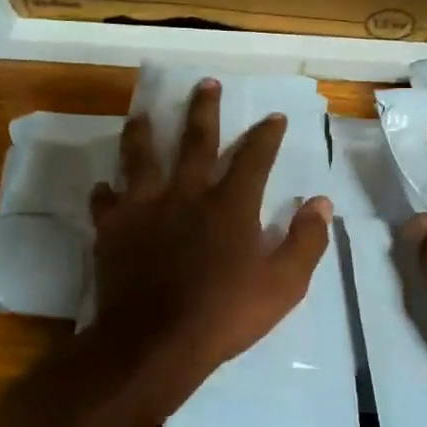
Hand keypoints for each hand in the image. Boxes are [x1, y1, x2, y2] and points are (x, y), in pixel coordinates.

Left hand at [89, 79, 331, 409]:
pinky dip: (106, 192)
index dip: (266, 135)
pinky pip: (106, 201)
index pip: (254, 158)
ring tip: (143, 114)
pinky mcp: (113, 229)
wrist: (156, 343)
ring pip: (142, 158)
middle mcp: (187, 194)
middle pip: (196, 141)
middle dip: (204, 110)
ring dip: (144, 133)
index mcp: (230, 205)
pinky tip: (105, 187)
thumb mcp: (283, 285)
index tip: (274, 117)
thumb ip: (305, 241)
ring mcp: (145, 208)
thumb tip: (321, 203)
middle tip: (205, 83)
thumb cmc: (225, 315)